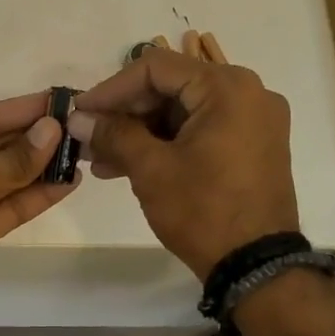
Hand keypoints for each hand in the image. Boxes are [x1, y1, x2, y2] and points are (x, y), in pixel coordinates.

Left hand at [0, 91, 77, 325]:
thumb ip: (15, 157)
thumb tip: (53, 130)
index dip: (17, 110)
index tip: (55, 102)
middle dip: (32, 138)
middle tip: (75, 127)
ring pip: (6, 179)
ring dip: (40, 167)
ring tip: (79, 153)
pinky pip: (10, 207)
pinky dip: (37, 196)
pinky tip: (68, 182)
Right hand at [69, 49, 298, 277]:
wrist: (256, 267)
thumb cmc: (203, 210)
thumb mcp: (151, 169)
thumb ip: (113, 134)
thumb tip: (78, 118)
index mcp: (227, 88)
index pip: (156, 68)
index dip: (111, 88)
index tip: (81, 111)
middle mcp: (248, 93)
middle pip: (171, 88)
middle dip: (125, 114)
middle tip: (88, 137)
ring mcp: (254, 121)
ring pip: (182, 112)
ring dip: (140, 132)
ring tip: (101, 159)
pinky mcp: (252, 147)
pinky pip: (200, 131)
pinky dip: (166, 143)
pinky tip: (129, 165)